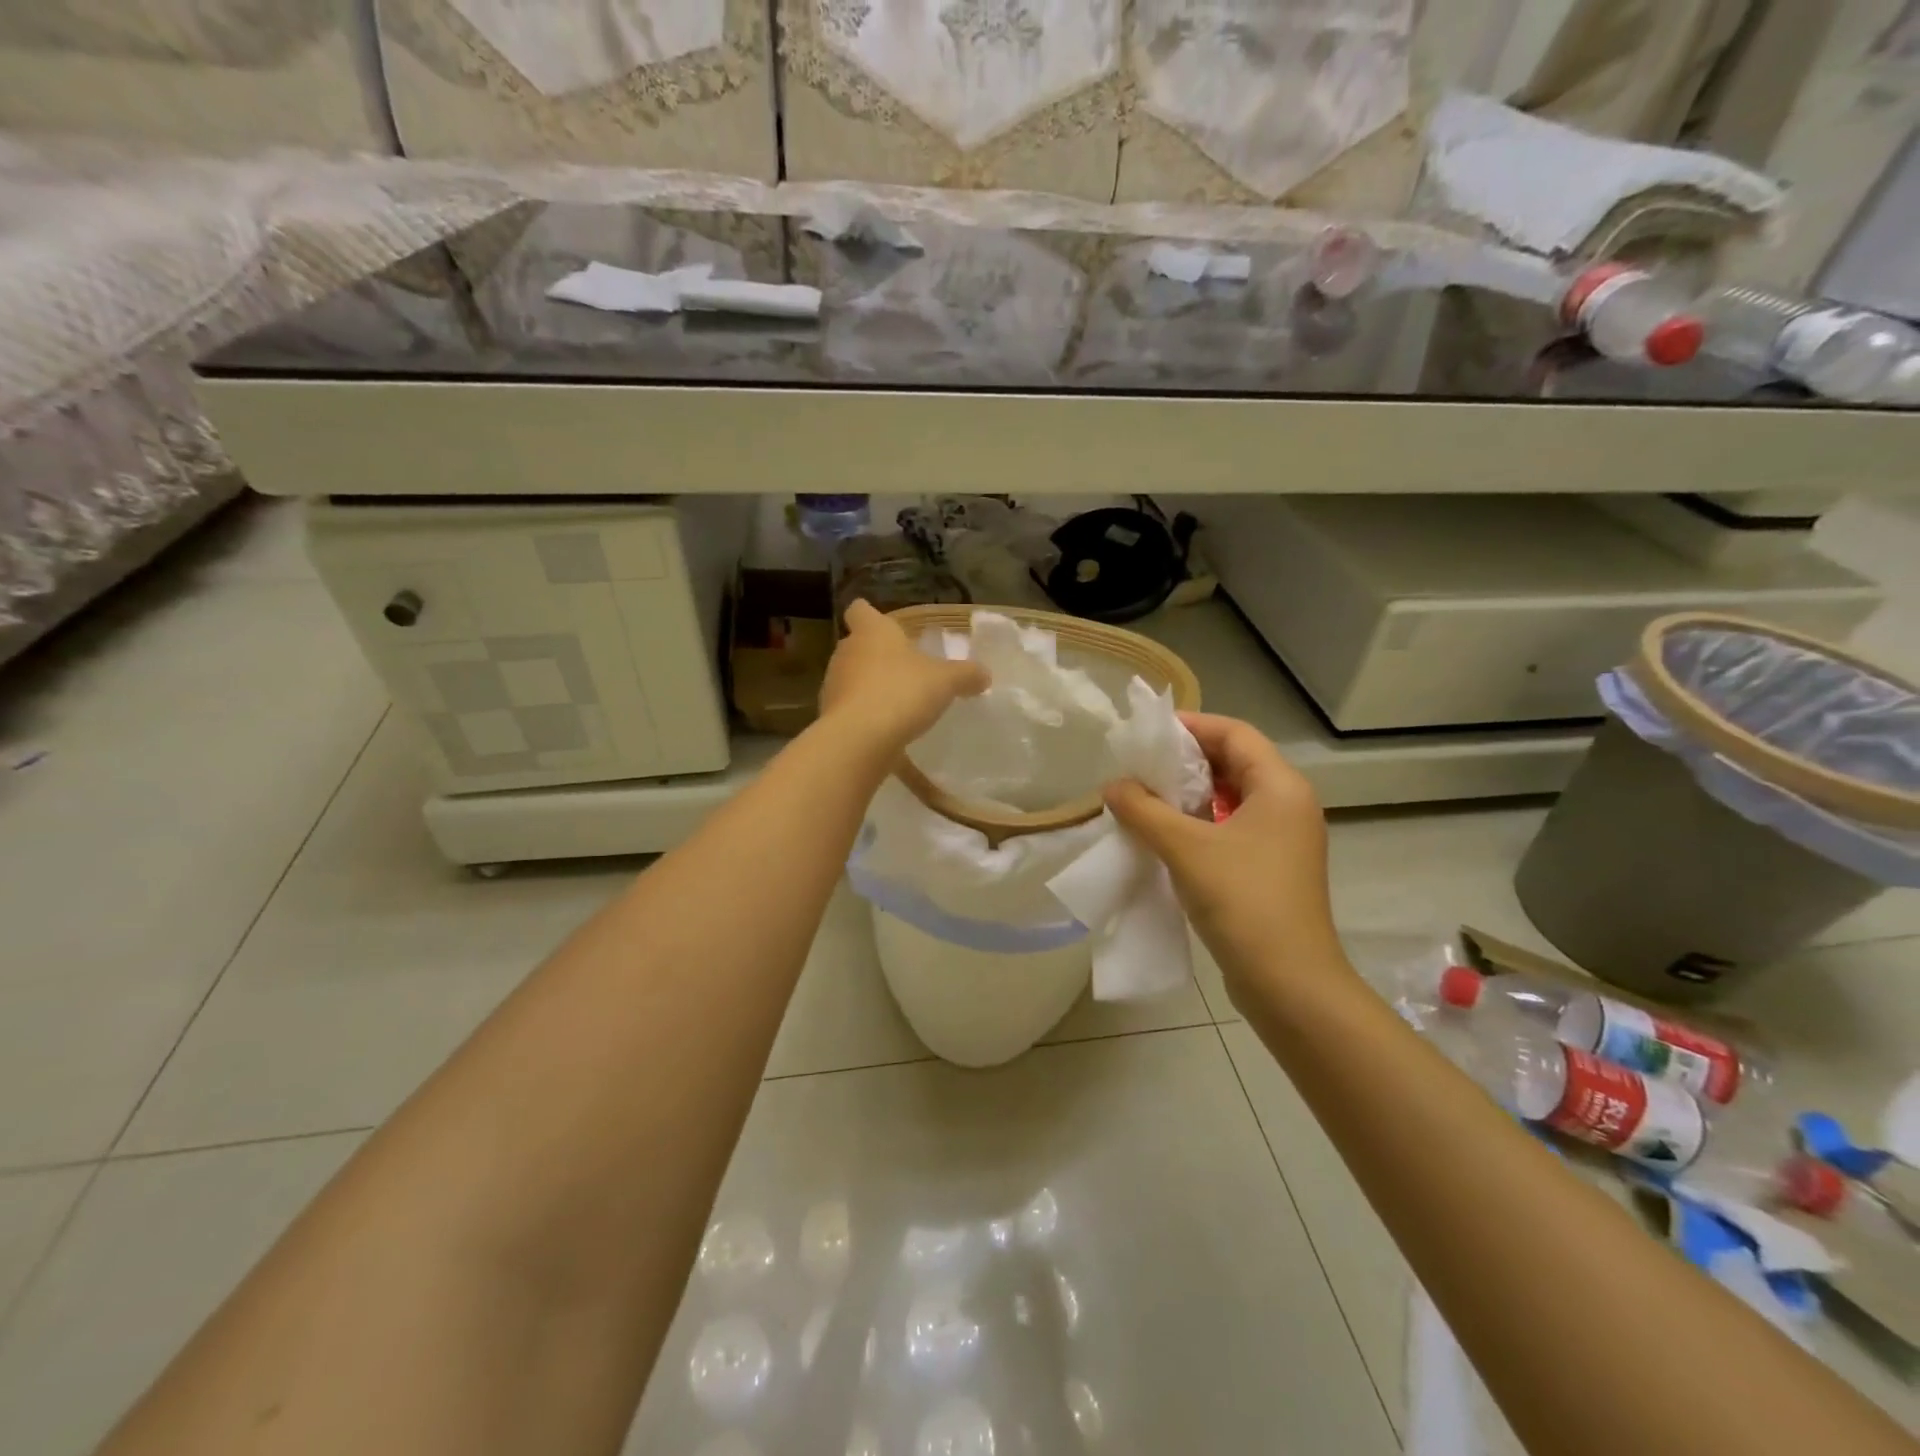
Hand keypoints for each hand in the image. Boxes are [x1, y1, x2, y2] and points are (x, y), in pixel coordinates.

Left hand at [819, 600, 988, 753]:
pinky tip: (888, 736)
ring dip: (870, 689)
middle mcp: (847, 653)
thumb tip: (985, 674)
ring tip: (898, 706)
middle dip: (877, 657)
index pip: (860, 610)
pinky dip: (867, 720)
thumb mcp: (946, 681)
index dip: (870, 614)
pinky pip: (852, 713)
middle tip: (904, 670)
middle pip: (857, 647)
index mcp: (872, 632)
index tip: (883, 624)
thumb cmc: (902, 692)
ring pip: (852, 680)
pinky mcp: (831, 717)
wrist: (860, 739)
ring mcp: (834, 685)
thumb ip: (966, 675)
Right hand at [1104, 713, 1347, 1005]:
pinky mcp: (1271, 869)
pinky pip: (1231, 829)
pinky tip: (1164, 836)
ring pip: (1230, 799)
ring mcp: (1282, 840)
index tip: (1147, 732)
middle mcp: (1288, 806)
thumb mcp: (1185, 848)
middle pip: (1234, 763)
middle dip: (1186, 760)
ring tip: (1144, 797)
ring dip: (1189, 795)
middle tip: (1139, 765)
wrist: (1289, 984)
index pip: (1235, 733)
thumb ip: (1144, 810)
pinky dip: (1199, 824)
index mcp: (1281, 788)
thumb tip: (1113, 786)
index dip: (1191, 725)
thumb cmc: (1243, 902)